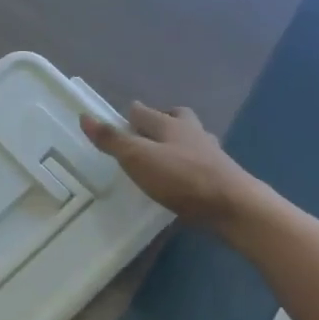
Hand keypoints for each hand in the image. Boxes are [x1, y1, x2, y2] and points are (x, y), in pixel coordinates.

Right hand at [80, 102, 255, 228]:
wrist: (234, 206)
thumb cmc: (182, 178)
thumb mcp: (139, 159)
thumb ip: (113, 140)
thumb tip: (85, 117)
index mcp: (171, 125)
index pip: (147, 112)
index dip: (134, 113)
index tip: (124, 116)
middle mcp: (193, 134)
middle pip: (178, 118)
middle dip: (164, 119)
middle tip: (149, 130)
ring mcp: (211, 155)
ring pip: (193, 139)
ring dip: (180, 142)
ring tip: (166, 154)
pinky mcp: (222, 177)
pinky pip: (202, 163)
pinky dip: (191, 165)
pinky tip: (185, 178)